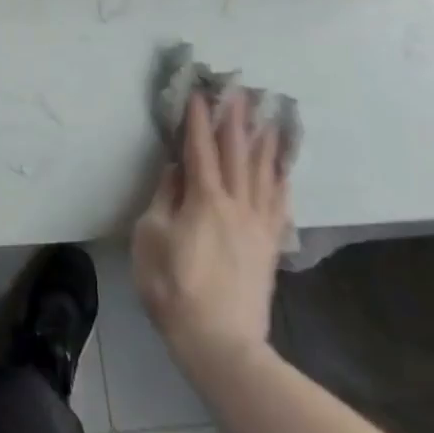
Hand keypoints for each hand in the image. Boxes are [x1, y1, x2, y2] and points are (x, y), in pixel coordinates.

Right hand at [132, 89, 288, 369]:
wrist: (221, 343)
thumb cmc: (174, 287)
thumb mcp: (150, 238)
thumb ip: (164, 198)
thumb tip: (176, 169)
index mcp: (204, 199)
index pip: (200, 148)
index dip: (198, 118)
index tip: (198, 91)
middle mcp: (236, 203)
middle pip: (237, 152)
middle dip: (235, 118)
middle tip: (238, 89)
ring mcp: (257, 224)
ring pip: (263, 172)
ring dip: (263, 141)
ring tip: (267, 116)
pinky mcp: (269, 245)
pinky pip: (279, 203)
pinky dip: (281, 178)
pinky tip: (283, 167)